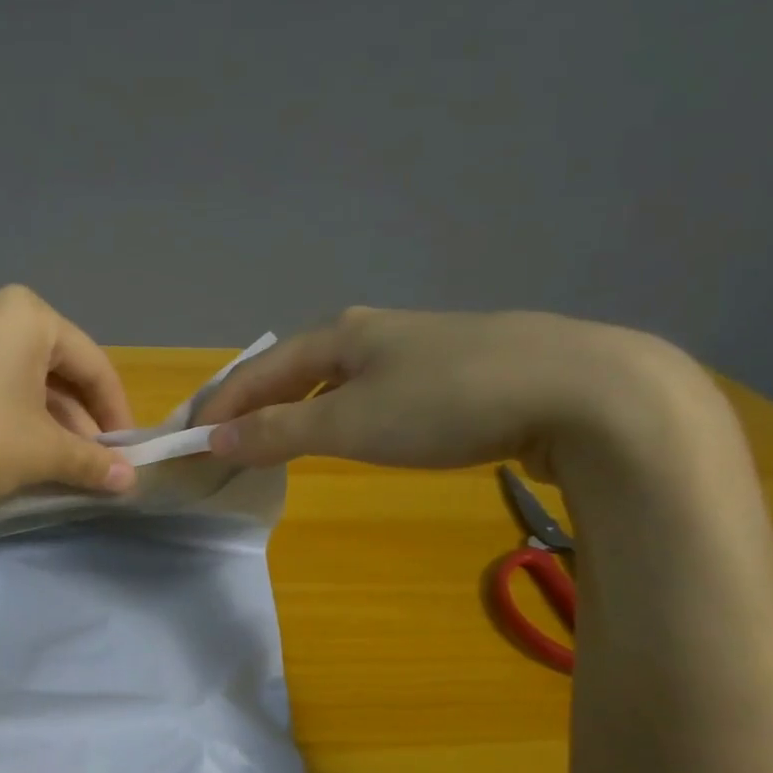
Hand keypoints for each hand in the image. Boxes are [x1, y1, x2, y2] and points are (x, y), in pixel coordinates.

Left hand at [0, 286, 136, 520]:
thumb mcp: (42, 452)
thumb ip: (92, 462)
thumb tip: (130, 481)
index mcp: (24, 313)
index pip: (92, 363)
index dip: (116, 412)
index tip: (128, 453)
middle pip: (54, 368)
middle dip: (79, 419)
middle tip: (95, 463)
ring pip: (19, 380)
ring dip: (47, 422)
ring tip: (61, 466)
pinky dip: (10, 418)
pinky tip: (16, 455)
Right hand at [194, 307, 701, 477]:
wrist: (583, 391)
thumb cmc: (447, 403)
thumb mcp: (349, 423)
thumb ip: (276, 432)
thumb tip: (212, 440)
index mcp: (338, 334)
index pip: (256, 371)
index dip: (219, 406)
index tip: (189, 440)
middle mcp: (373, 331)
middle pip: (292, 369)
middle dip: (254, 404)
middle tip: (226, 440)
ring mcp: (419, 348)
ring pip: (337, 378)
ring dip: (298, 407)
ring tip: (279, 436)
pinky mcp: (458, 371)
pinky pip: (375, 390)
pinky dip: (343, 411)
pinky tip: (358, 429)